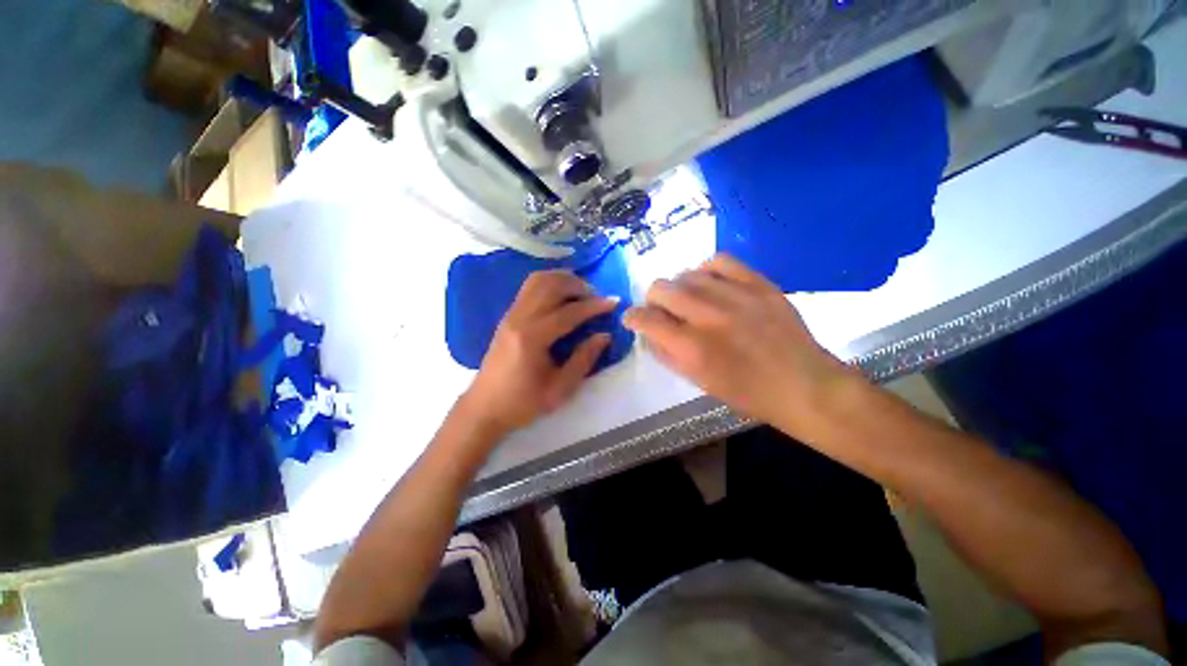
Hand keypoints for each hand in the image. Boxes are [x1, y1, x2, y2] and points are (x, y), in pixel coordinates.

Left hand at [461, 269, 616, 436]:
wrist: (484, 407)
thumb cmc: (523, 402)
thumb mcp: (560, 389)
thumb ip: (584, 359)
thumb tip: (604, 335)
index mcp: (533, 338)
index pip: (569, 312)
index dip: (594, 305)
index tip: (614, 301)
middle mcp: (519, 318)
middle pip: (551, 285)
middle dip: (578, 285)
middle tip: (597, 297)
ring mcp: (511, 314)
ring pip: (537, 280)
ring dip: (562, 279)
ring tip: (581, 292)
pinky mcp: (507, 315)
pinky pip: (529, 287)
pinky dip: (549, 283)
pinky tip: (561, 296)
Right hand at [623, 254, 860, 434]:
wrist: (804, 385)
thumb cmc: (747, 393)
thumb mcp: (698, 382)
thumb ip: (668, 354)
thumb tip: (650, 333)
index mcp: (691, 347)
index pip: (645, 319)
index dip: (632, 317)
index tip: (634, 319)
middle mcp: (707, 316)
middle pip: (660, 288)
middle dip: (653, 300)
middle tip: (662, 311)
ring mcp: (735, 296)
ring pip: (687, 274)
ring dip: (679, 288)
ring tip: (689, 300)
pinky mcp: (758, 284)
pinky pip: (720, 261)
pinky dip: (707, 270)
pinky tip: (711, 283)